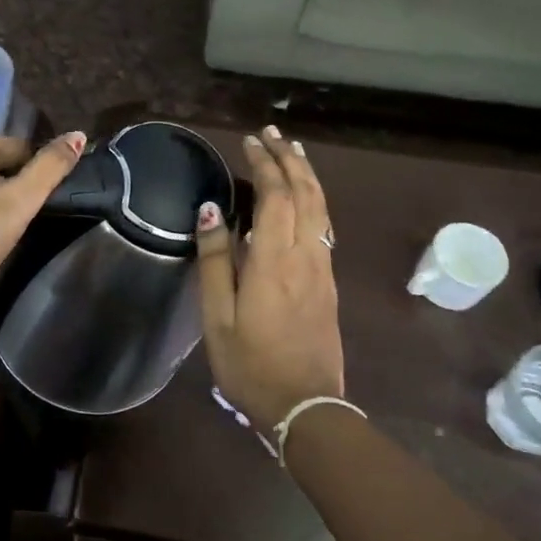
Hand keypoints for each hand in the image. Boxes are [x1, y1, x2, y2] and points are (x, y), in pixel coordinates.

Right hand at [196, 126, 344, 432]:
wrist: (306, 406)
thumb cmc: (250, 364)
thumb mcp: (218, 316)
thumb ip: (215, 260)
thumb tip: (210, 210)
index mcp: (274, 259)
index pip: (275, 195)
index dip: (265, 164)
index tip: (250, 141)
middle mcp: (306, 254)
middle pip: (305, 193)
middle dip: (290, 158)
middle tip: (273, 133)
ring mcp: (323, 267)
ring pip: (321, 207)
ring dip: (307, 174)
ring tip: (293, 151)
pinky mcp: (329, 282)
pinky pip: (324, 225)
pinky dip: (314, 199)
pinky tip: (305, 198)